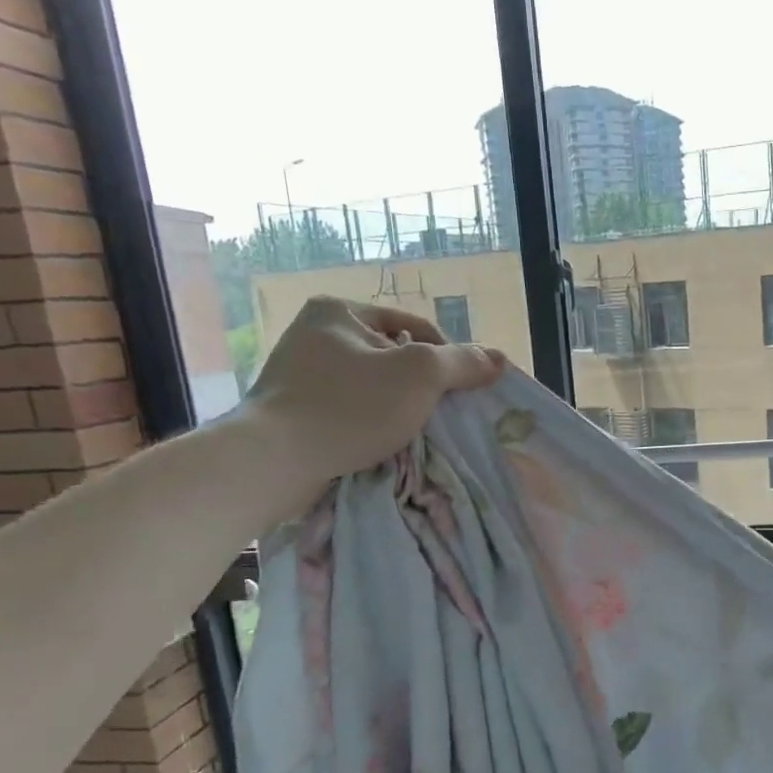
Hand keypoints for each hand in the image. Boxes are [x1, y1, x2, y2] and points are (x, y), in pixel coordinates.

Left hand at [242, 297, 503, 507]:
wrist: (275, 461)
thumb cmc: (350, 406)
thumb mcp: (420, 375)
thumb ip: (462, 363)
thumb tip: (498, 358)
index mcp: (339, 311)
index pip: (416, 327)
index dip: (449, 358)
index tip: (464, 392)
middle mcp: (315, 333)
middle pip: (395, 356)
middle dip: (423, 385)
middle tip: (442, 413)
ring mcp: (300, 372)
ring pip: (375, 385)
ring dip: (400, 406)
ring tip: (416, 431)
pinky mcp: (294, 409)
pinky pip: (351, 408)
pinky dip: (373, 422)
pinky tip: (384, 442)